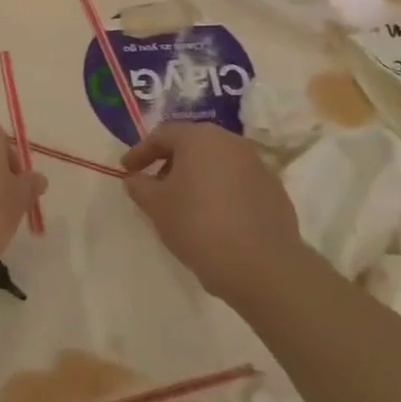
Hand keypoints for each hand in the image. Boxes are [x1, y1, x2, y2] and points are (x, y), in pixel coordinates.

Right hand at [121, 122, 305, 300]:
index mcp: (200, 138)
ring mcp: (257, 165)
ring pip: (216, 163)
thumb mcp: (155, 206)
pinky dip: (220, 192)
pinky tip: (213, 218)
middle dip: (169, 162)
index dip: (140, 152)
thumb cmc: (198, 226)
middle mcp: (231, 142)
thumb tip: (136, 178)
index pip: (162, 135)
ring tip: (183, 204)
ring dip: (196, 177)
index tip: (126, 170)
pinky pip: (237, 183)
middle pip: (192, 145)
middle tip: (154, 185)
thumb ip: (139, 185)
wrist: (262, 266)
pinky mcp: (274, 190)